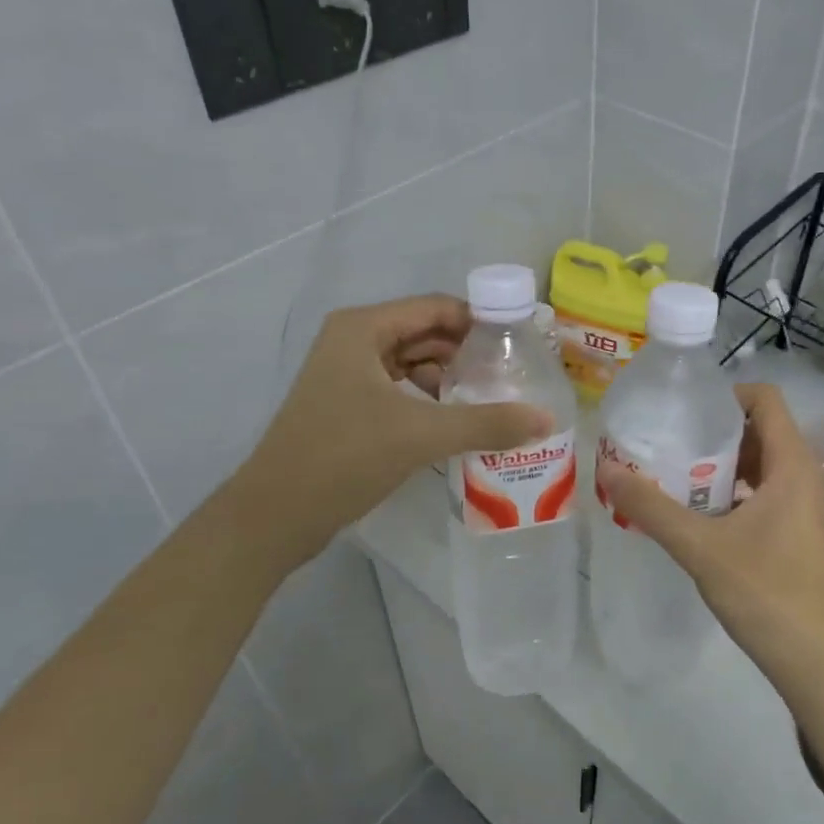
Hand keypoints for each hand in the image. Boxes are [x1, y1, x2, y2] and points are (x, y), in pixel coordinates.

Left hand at [241, 294, 553, 569]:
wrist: (276, 514)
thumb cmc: (344, 457)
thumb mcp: (421, 435)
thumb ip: (486, 423)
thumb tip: (547, 419)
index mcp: (363, 328)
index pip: (435, 308)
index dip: (480, 321)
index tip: (520, 344)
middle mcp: (352, 341)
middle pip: (425, 333)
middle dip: (467, 353)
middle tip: (512, 377)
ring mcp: (346, 374)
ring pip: (411, 363)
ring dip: (449, 379)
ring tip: (490, 401)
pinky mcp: (346, 406)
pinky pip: (398, 389)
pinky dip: (427, 400)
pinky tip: (455, 422)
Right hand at [598, 383, 823, 702]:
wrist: (817, 663)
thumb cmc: (767, 593)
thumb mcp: (701, 547)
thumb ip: (652, 508)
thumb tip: (608, 470)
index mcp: (791, 464)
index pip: (765, 399)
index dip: (724, 394)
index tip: (681, 409)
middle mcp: (801, 476)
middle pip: (757, 429)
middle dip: (711, 430)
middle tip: (665, 440)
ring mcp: (800, 507)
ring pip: (756, 464)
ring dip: (717, 463)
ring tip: (671, 473)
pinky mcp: (793, 533)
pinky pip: (758, 493)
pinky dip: (727, 491)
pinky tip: (692, 513)